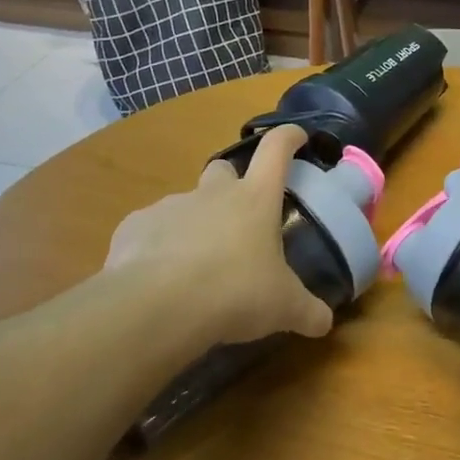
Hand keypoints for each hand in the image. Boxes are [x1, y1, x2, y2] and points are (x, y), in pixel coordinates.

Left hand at [103, 124, 334, 347]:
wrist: (158, 306)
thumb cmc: (235, 293)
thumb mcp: (284, 307)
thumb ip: (308, 311)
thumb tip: (325, 323)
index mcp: (255, 199)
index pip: (276, 150)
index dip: (288, 138)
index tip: (297, 136)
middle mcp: (213, 193)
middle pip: (223, 169)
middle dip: (232, 184)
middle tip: (239, 219)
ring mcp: (170, 205)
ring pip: (186, 203)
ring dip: (195, 223)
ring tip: (197, 265)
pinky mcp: (134, 227)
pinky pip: (151, 230)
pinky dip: (158, 246)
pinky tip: (161, 278)